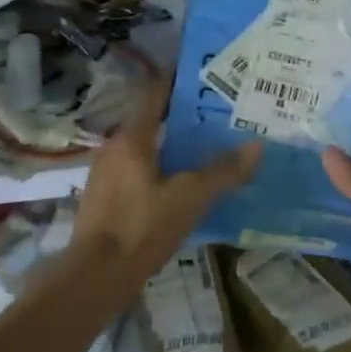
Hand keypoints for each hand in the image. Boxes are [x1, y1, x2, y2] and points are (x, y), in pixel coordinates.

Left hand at [74, 82, 261, 288]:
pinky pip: (137, 171)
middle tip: (217, 114)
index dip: (176, 79)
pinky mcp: (105, 199)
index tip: (204, 73)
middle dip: (181, 115)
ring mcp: (106, 175)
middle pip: (150, 120)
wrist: (94, 277)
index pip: (154, 93)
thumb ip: (223, 172)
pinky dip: (160, 168)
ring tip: (205, 147)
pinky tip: (181, 184)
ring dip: (171, 143)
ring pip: (144, 147)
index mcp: (131, 138)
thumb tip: (256, 146)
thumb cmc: (141, 227)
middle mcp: (114, 148)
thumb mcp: (190, 198)